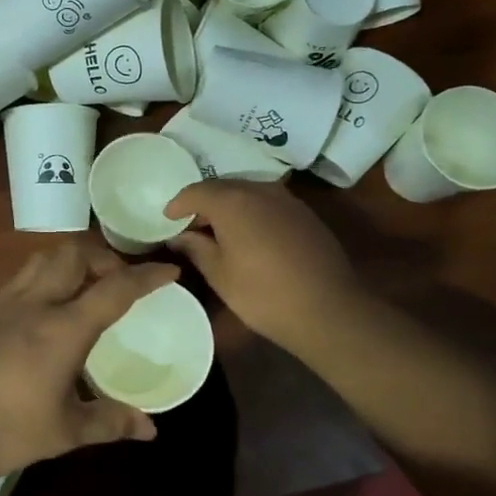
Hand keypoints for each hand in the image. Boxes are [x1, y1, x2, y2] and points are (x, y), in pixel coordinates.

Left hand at [0, 242, 177, 492]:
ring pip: (45, 258)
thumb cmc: (5, 432)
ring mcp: (6, 305)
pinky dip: (47, 274)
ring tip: (89, 286)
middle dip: (106, 258)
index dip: (146, 276)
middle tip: (123, 282)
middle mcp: (35, 304)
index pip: (114, 289)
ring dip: (73, 260)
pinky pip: (23, 276)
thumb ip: (111, 422)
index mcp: (62, 329)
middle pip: (75, 255)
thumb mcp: (66, 432)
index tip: (170, 271)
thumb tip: (151, 429)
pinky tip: (49, 304)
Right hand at [163, 180, 361, 351]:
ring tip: (219, 230)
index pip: (197, 191)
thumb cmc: (264, 294)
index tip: (167, 218)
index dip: (179, 204)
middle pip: (224, 186)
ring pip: (249, 192)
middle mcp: (260, 190)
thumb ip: (197, 248)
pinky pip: (269, 203)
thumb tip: (180, 236)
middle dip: (204, 202)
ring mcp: (287, 200)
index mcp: (233, 202)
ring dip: (230, 205)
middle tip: (191, 225)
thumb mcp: (220, 275)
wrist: (328, 309)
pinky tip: (250, 235)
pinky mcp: (305, 214)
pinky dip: (253, 211)